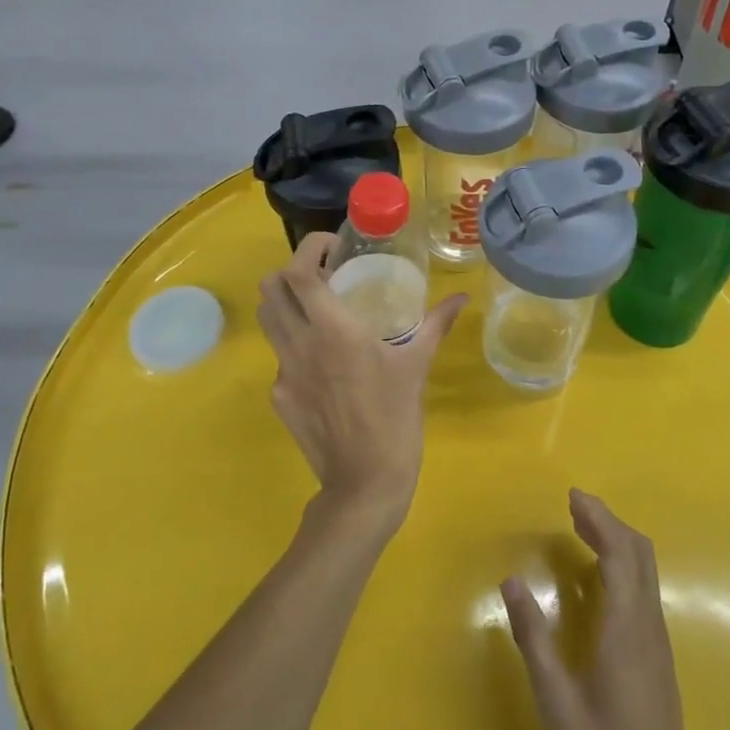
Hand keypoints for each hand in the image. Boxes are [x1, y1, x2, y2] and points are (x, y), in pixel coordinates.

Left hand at [256, 232, 466, 528]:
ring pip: (268, 319)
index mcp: (332, 330)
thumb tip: (461, 298)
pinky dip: (297, 344)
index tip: (333, 247)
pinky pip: (281, 356)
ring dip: (287, 302)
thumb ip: (435, 324)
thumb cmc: (395, 418)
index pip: (299, 272)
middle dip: (292, 270)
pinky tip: (326, 363)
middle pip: (270, 288)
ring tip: (319, 309)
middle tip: (324, 275)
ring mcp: (284, 371)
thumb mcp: (417, 365)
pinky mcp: (280, 396)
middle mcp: (299, 344)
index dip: (309, 248)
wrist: (364, 482)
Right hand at [502, 491, 729, 729]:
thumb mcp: (557, 701)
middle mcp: (649, 626)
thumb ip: (534, 638)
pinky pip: (644, 591)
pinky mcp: (658, 659)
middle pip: (640, 554)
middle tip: (574, 507)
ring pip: (646, 572)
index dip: (599, 518)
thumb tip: (511, 581)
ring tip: (582, 531)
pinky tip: (599, 578)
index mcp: (627, 628)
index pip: (620, 553)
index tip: (572, 497)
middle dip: (609, 522)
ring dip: (617, 542)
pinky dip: (623, 566)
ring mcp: (658, 643)